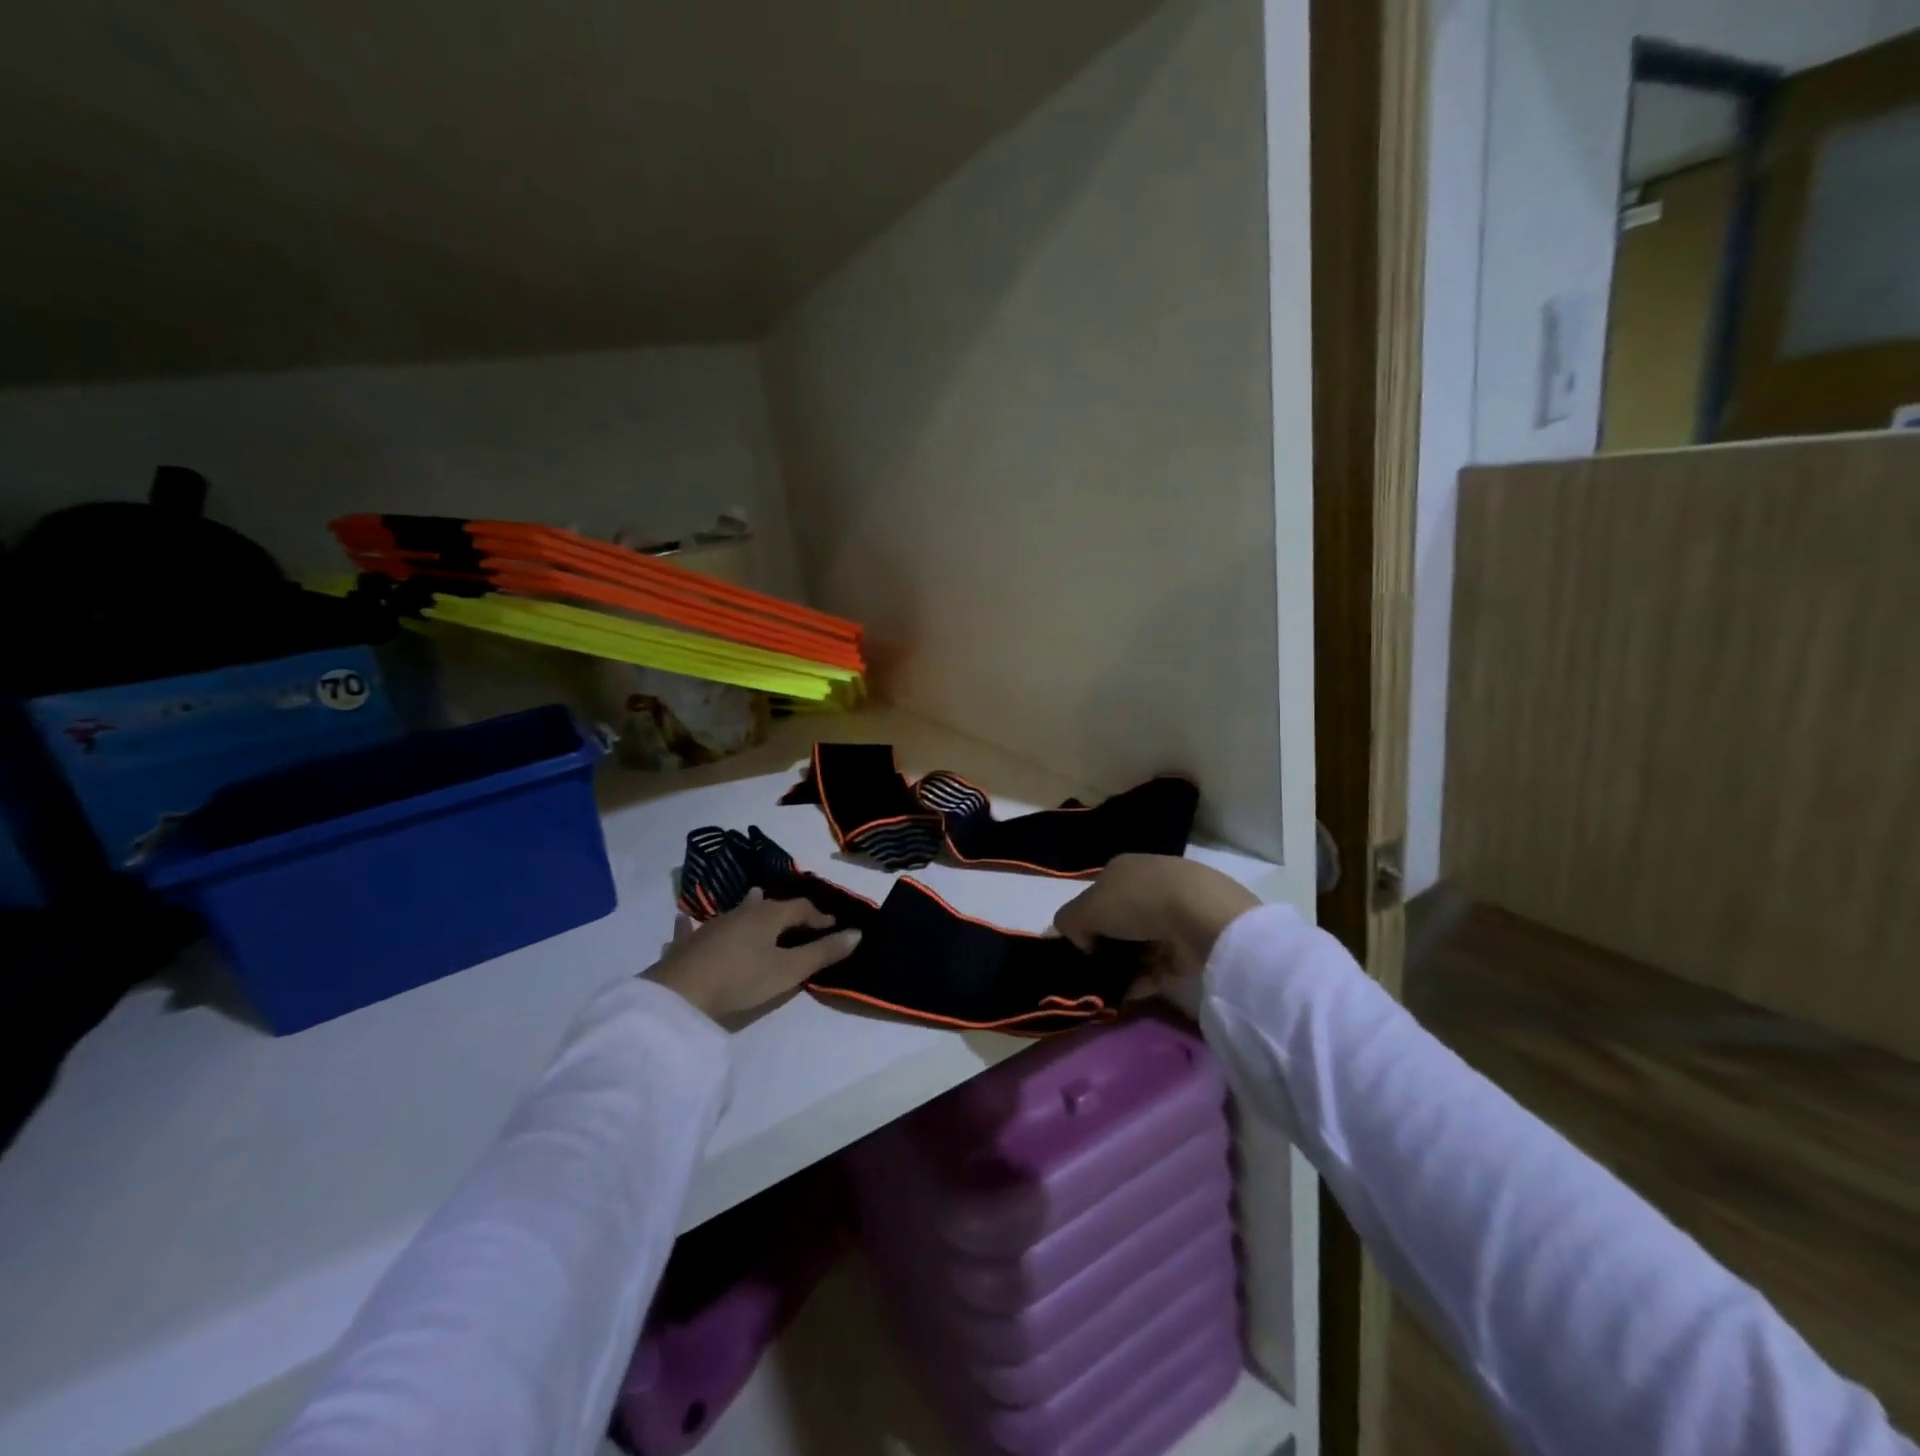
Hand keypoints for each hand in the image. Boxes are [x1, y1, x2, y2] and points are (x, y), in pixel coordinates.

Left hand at [644, 889, 862, 1022]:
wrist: (679, 995)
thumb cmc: (741, 979)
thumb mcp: (789, 970)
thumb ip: (822, 952)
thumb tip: (856, 933)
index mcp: (769, 915)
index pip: (801, 908)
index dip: (820, 917)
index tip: (834, 926)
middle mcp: (741, 912)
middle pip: (769, 906)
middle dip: (787, 911)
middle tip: (800, 918)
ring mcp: (712, 925)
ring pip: (736, 911)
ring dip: (749, 908)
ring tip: (755, 900)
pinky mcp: (688, 943)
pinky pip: (692, 929)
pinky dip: (694, 925)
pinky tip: (684, 921)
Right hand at [1054, 854, 1259, 988]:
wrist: (1201, 915)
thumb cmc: (1136, 902)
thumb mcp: (1085, 908)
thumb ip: (1070, 922)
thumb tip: (1082, 942)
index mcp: (1122, 869)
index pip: (1097, 896)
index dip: (1085, 922)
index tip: (1080, 948)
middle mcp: (1148, 886)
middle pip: (1119, 922)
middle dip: (1106, 948)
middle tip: (1093, 973)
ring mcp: (1174, 914)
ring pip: (1139, 945)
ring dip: (1124, 968)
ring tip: (1108, 991)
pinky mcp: (1192, 943)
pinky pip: (1160, 965)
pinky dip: (1144, 981)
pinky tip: (1128, 996)